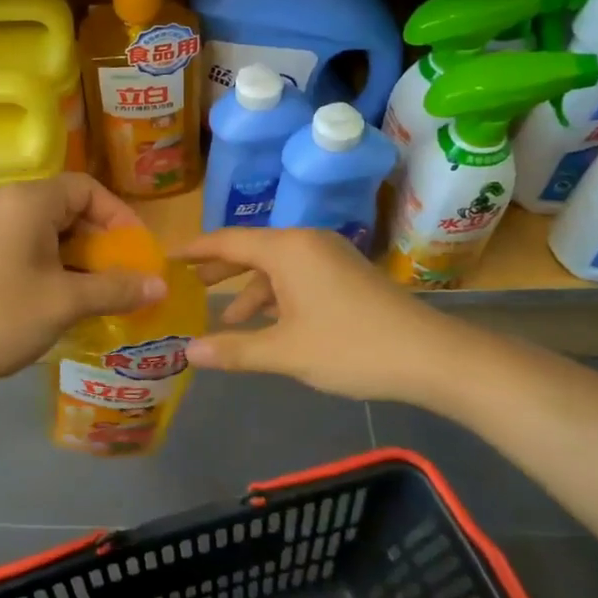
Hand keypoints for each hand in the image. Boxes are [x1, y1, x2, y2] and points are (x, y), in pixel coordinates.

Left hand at [0, 175, 167, 391]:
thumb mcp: (64, 303)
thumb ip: (115, 289)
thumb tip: (160, 285)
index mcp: (29, 201)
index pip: (87, 188)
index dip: (119, 217)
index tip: (137, 252)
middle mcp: (6, 204)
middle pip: (68, 208)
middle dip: (100, 242)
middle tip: (121, 277)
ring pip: (47, 231)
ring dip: (77, 258)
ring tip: (97, 293)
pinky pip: (25, 247)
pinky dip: (51, 266)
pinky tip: (60, 300)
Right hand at [178, 227, 449, 402]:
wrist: (431, 356)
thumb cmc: (351, 347)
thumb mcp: (286, 352)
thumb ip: (234, 349)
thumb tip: (187, 352)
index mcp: (287, 249)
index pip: (227, 241)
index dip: (194, 250)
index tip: (166, 257)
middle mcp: (306, 243)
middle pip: (251, 250)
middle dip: (218, 270)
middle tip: (186, 285)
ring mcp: (329, 257)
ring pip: (275, 267)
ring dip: (249, 291)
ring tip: (226, 322)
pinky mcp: (345, 275)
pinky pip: (297, 277)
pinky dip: (276, 297)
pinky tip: (269, 325)